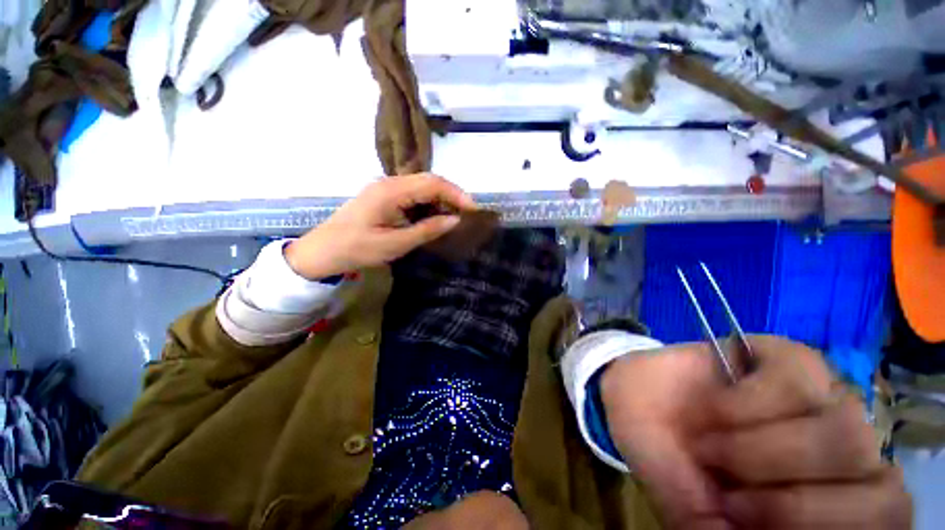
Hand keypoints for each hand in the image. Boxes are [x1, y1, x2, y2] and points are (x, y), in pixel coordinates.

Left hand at [286, 174, 475, 279]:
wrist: (322, 251)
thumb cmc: (357, 249)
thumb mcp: (395, 244)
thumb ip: (427, 230)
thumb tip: (455, 220)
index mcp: (391, 191)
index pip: (432, 183)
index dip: (456, 194)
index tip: (473, 210)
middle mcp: (389, 183)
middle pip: (429, 181)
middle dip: (451, 196)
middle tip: (466, 215)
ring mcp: (385, 188)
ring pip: (422, 187)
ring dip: (440, 200)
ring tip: (453, 218)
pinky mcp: (384, 196)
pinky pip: (412, 195)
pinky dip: (428, 204)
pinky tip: (433, 218)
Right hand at [601, 335, 911, 528]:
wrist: (635, 395)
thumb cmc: (664, 458)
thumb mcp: (688, 509)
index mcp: (825, 498)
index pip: (882, 515)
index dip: (817, 522)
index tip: (736, 511)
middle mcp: (842, 452)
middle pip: (870, 474)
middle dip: (783, 483)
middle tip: (719, 473)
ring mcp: (822, 397)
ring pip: (843, 427)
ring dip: (760, 442)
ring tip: (710, 439)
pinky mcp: (788, 357)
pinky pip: (799, 376)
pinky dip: (751, 399)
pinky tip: (719, 402)